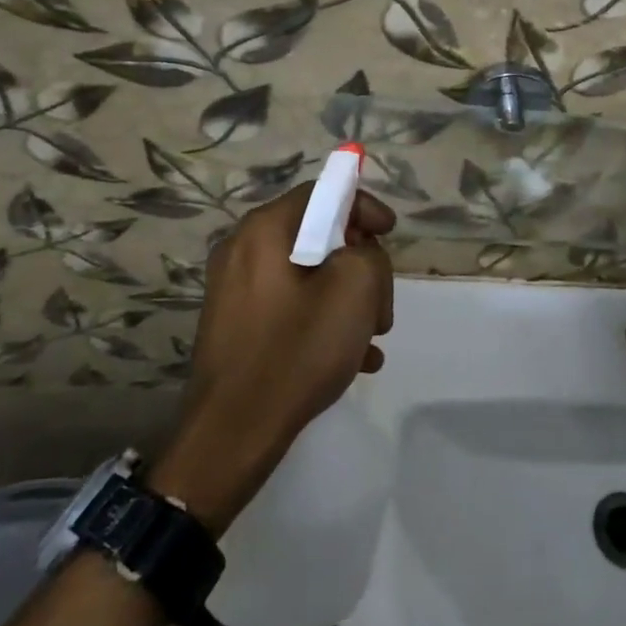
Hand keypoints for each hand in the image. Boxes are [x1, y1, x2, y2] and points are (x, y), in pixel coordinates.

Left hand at [149, 183, 394, 533]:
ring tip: (371, 338)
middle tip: (381, 303)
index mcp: (264, 230)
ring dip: (347, 299)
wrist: (234, 433)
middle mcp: (243, 250)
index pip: (322, 193)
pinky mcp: (237, 325)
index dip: (363, 206)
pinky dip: (323, 321)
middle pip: (318, 236)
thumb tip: (358, 254)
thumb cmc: (297, 350)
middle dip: (360, 265)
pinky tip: (353, 359)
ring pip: (309, 276)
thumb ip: (368, 253)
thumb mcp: (355, 289)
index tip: (390, 235)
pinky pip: (291, 307)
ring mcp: (235, 290)